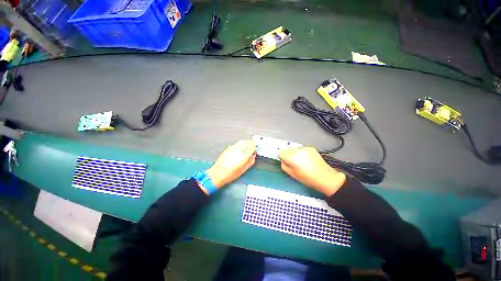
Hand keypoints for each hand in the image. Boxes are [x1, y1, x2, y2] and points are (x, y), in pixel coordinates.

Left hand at [205, 140, 256, 188]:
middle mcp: (238, 149)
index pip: (252, 146)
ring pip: (242, 142)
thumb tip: (254, 155)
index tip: (255, 151)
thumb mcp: (244, 169)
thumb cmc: (232, 173)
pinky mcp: (228, 148)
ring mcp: (233, 147)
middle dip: (251, 143)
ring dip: (246, 143)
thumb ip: (250, 161)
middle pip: (247, 142)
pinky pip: (237, 144)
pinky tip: (240, 150)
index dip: (255, 148)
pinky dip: (241, 145)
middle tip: (253, 148)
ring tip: (247, 148)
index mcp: (243, 155)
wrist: (218, 173)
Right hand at [278, 147, 345, 195]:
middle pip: (287, 149)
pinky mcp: (311, 148)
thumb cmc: (307, 178)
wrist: (325, 177)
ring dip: (294, 153)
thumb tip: (283, 160)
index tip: (285, 161)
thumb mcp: (292, 174)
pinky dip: (301, 152)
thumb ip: (284, 166)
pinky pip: (301, 149)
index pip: (280, 152)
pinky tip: (307, 159)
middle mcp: (297, 151)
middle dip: (288, 154)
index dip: (282, 157)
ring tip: (301, 161)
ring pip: (294, 148)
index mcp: (292, 158)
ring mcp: (304, 148)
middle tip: (293, 162)